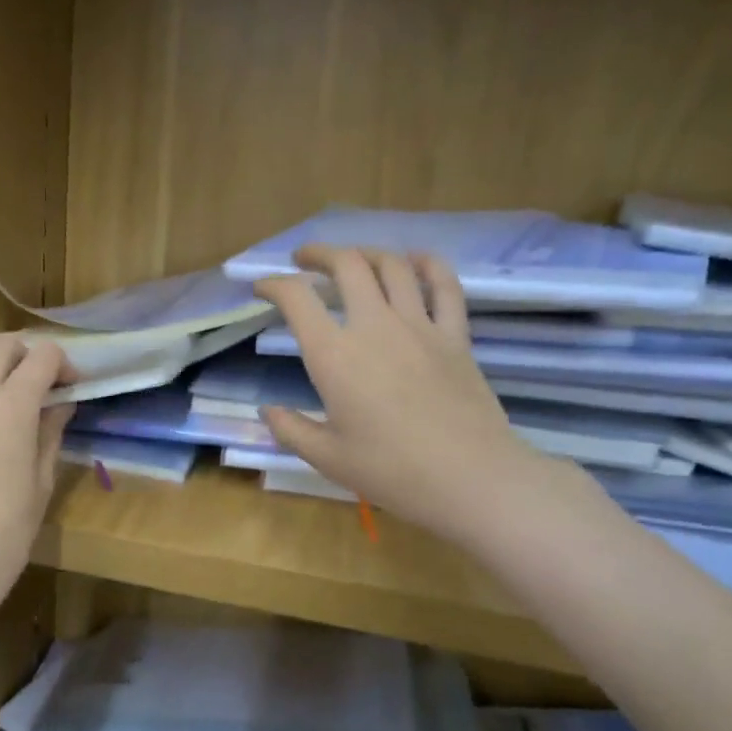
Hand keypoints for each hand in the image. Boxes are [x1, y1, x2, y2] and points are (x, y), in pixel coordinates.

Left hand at [0, 335, 72, 614]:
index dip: (62, 363)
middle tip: (34, 382)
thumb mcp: (41, 480)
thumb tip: (60, 404)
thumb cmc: (8, 529)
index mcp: (14, 405)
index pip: (43, 356)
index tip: (69, 384)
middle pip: (1, 345)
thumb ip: (50, 433)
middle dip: (24, 355)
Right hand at [254, 247, 537, 537]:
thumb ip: (291, 430)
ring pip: (392, 267)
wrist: (469, 478)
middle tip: (304, 260)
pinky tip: (417, 259)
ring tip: (353, 259)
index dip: (273, 285)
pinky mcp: (455, 336)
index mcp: (334, 355)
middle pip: (346, 265)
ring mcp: (419, 326)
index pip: (296, 299)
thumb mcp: (327, 457)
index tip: (262, 288)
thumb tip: (267, 411)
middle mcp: (374, 326)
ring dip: (367, 253)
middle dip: (319, 254)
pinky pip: (445, 287)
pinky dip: (429, 265)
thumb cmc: (390, 470)